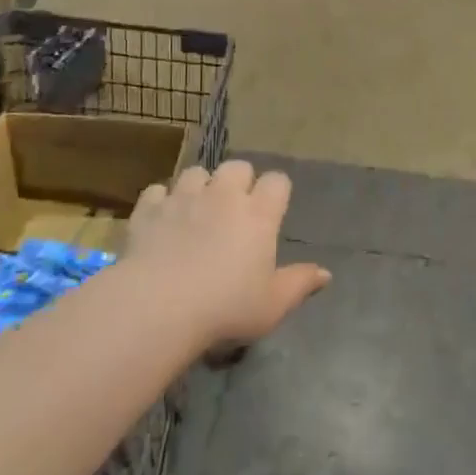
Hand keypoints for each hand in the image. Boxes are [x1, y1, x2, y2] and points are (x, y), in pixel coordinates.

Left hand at [126, 160, 330, 349]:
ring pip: (197, 172)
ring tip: (196, 210)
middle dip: (239, 181)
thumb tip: (326, 273)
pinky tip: (161, 219)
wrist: (158, 306)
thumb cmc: (225, 308)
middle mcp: (224, 195)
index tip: (272, 212)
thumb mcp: (272, 305)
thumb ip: (300, 284)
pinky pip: (157, 190)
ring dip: (200, 186)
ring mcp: (184, 197)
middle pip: (237, 166)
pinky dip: (162, 201)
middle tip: (234, 210)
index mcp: (258, 214)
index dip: (276, 192)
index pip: (277, 181)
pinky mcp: (150, 208)